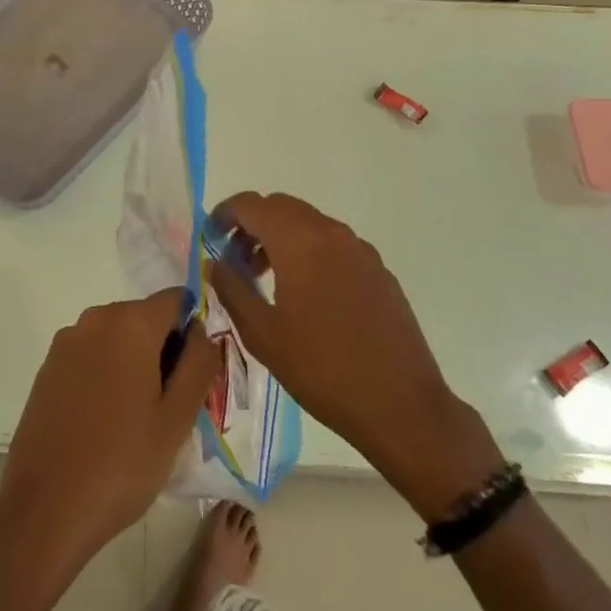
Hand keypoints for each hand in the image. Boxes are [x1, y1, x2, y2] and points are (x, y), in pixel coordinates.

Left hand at [0, 290, 218, 586]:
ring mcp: (66, 342)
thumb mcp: (177, 420)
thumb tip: (203, 332)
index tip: (195, 373)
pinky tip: (106, 421)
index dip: (193, 329)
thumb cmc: (121, 464)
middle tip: (173, 405)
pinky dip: (107, 373)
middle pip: (145, 317)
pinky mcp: (48, 367)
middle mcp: (95, 319)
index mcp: (130, 323)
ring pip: (117, 338)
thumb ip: (199, 365)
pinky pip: (91, 355)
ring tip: (140, 419)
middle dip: (165, 349)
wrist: (44, 509)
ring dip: (135, 363)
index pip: (176, 300)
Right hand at [208, 192, 503, 520]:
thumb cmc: (322, 370)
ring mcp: (359, 249)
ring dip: (281, 237)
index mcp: (299, 241)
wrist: (401, 405)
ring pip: (308, 223)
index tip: (210, 239)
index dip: (224, 214)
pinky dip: (309, 251)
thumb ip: (232, 289)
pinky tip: (307, 295)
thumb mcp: (262, 334)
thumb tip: (216, 262)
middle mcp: (331, 232)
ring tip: (267, 279)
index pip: (251, 204)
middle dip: (252, 224)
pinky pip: (333, 244)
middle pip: (280, 207)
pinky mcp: (378, 269)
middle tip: (235, 260)